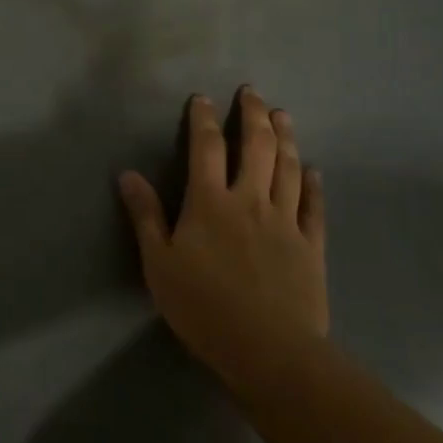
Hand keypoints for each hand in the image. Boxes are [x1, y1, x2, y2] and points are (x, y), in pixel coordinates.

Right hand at [118, 88, 328, 389]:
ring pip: (288, 168)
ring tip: (282, 115)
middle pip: (256, 147)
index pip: (206, 148)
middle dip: (253, 115)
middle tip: (252, 93)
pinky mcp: (311, 246)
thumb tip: (127, 174)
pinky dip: (313, 184)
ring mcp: (286, 222)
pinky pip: (314, 206)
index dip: (203, 119)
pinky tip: (313, 170)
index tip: (203, 98)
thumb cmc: (203, 306)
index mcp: (209, 202)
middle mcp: (250, 201)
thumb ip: (145, 216)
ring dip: (285, 137)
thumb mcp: (158, 263)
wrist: (268, 350)